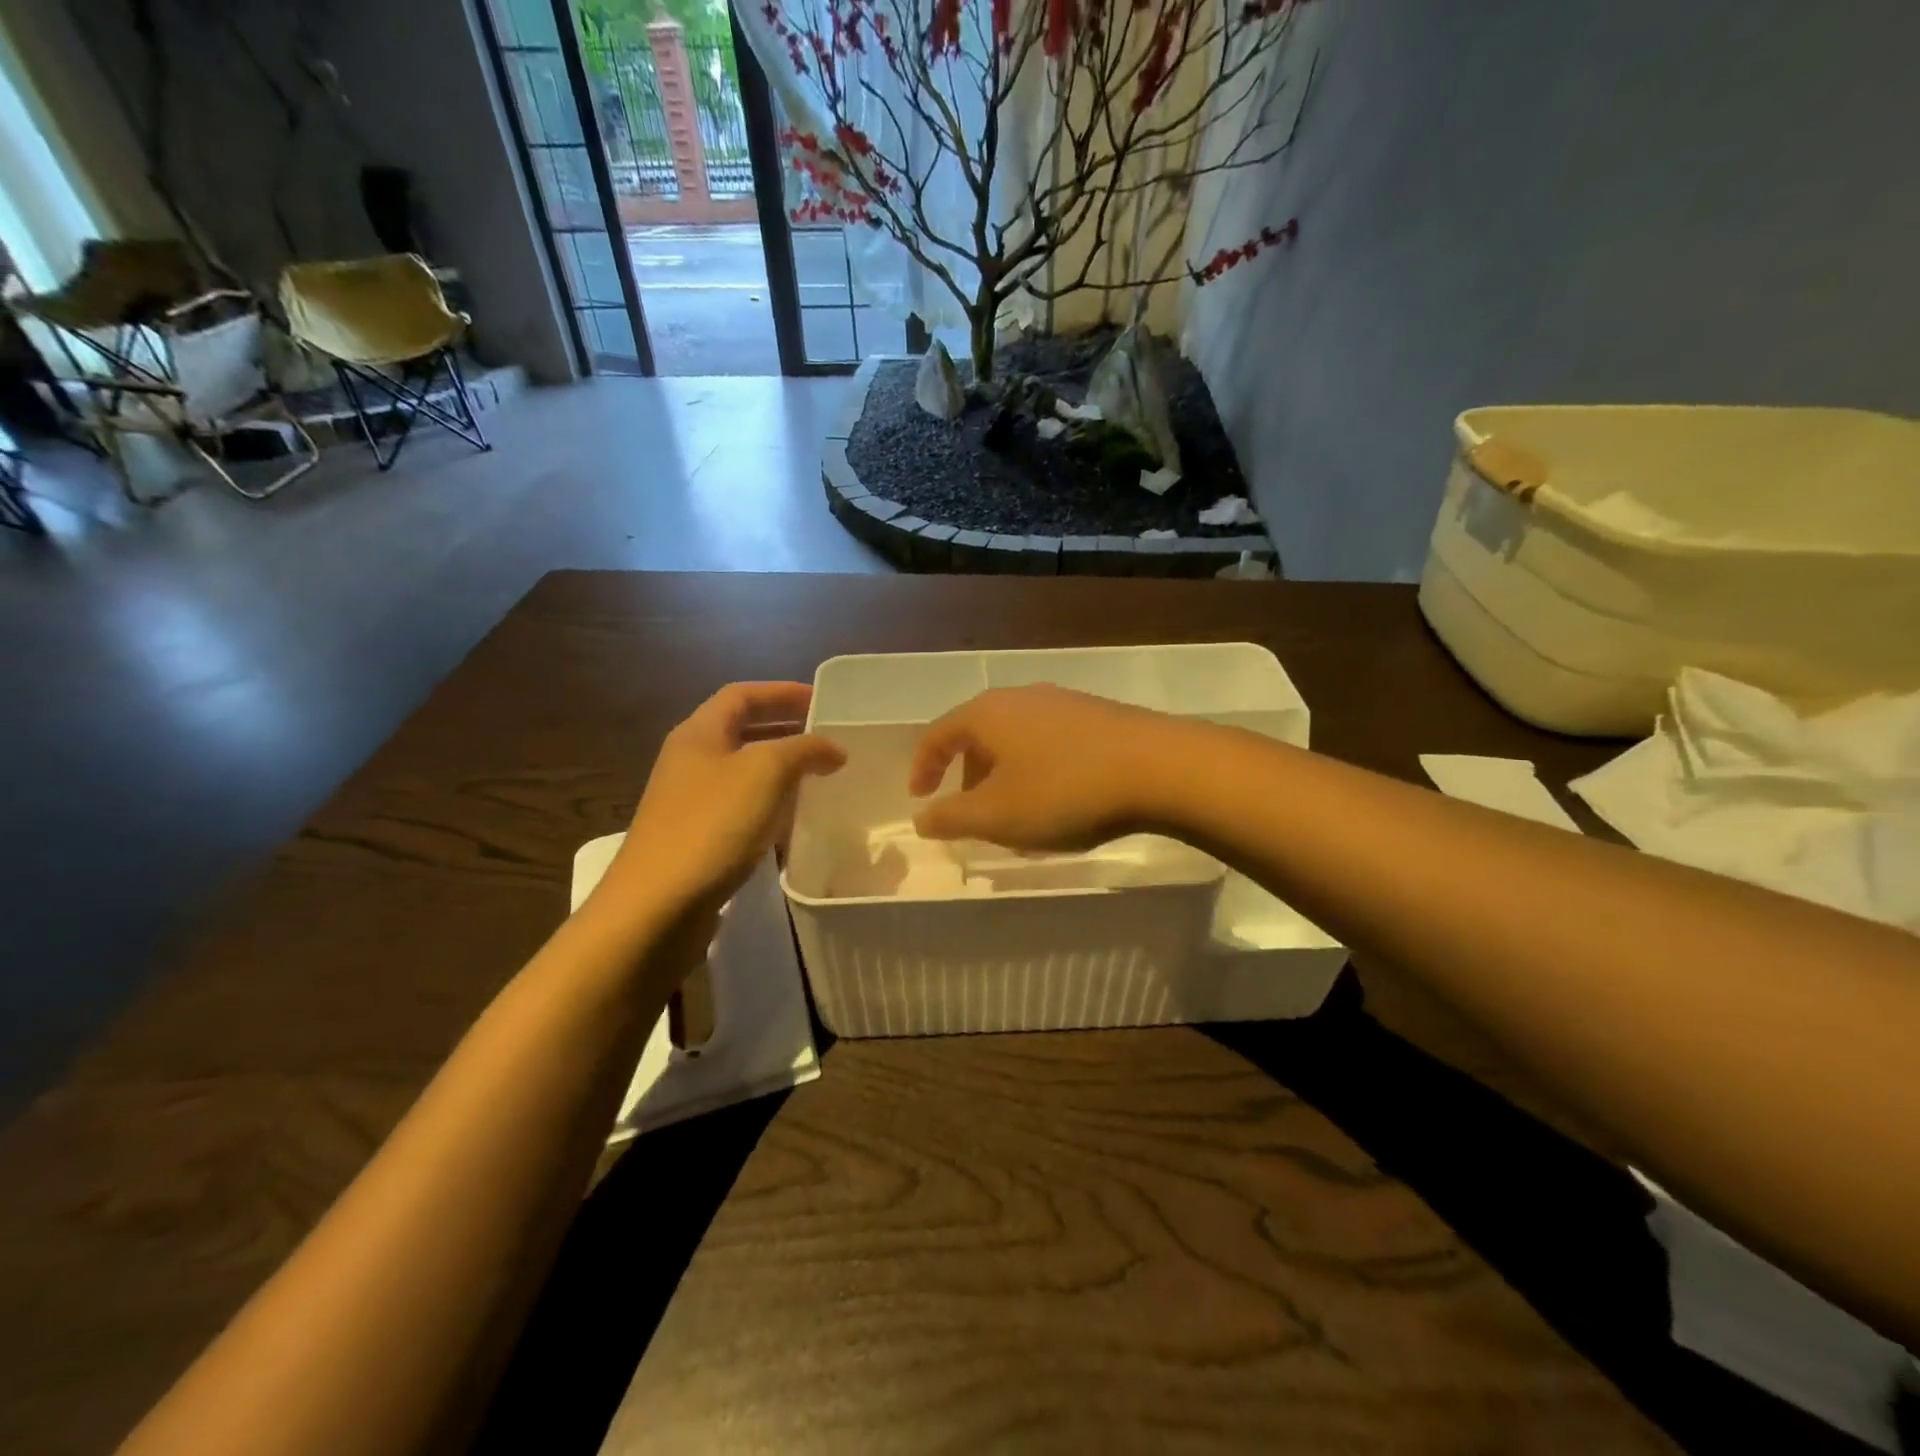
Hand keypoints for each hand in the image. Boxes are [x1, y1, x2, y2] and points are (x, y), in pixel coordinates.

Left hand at [602, 682, 844, 918]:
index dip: (782, 692)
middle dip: (785, 729)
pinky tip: (794, 821)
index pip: (743, 694)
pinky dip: (770, 805)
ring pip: (743, 771)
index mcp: (699, 732)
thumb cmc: (712, 824)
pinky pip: (740, 807)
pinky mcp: (696, 837)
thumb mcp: (766, 772)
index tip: (822, 701)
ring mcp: (690, 801)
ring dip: (780, 769)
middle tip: (827, 738)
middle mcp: (690, 759)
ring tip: (819, 776)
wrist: (658, 903)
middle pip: (742, 730)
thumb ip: (805, 750)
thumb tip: (833, 748)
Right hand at [909, 685, 1181, 850]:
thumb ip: (951, 818)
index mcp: (987, 714)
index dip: (923, 767)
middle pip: (979, 735)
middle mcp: (1022, 697)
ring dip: (1005, 776)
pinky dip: (1038, 771)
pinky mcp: (1098, 716)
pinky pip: (1050, 743)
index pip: (938, 734)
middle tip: (970, 813)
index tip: (921, 798)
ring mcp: (1064, 702)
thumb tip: (921, 818)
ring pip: (1017, 739)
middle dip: (967, 776)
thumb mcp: (997, 816)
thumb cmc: (1064, 792)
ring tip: (1017, 815)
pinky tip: (1060, 801)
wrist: (1160, 768)